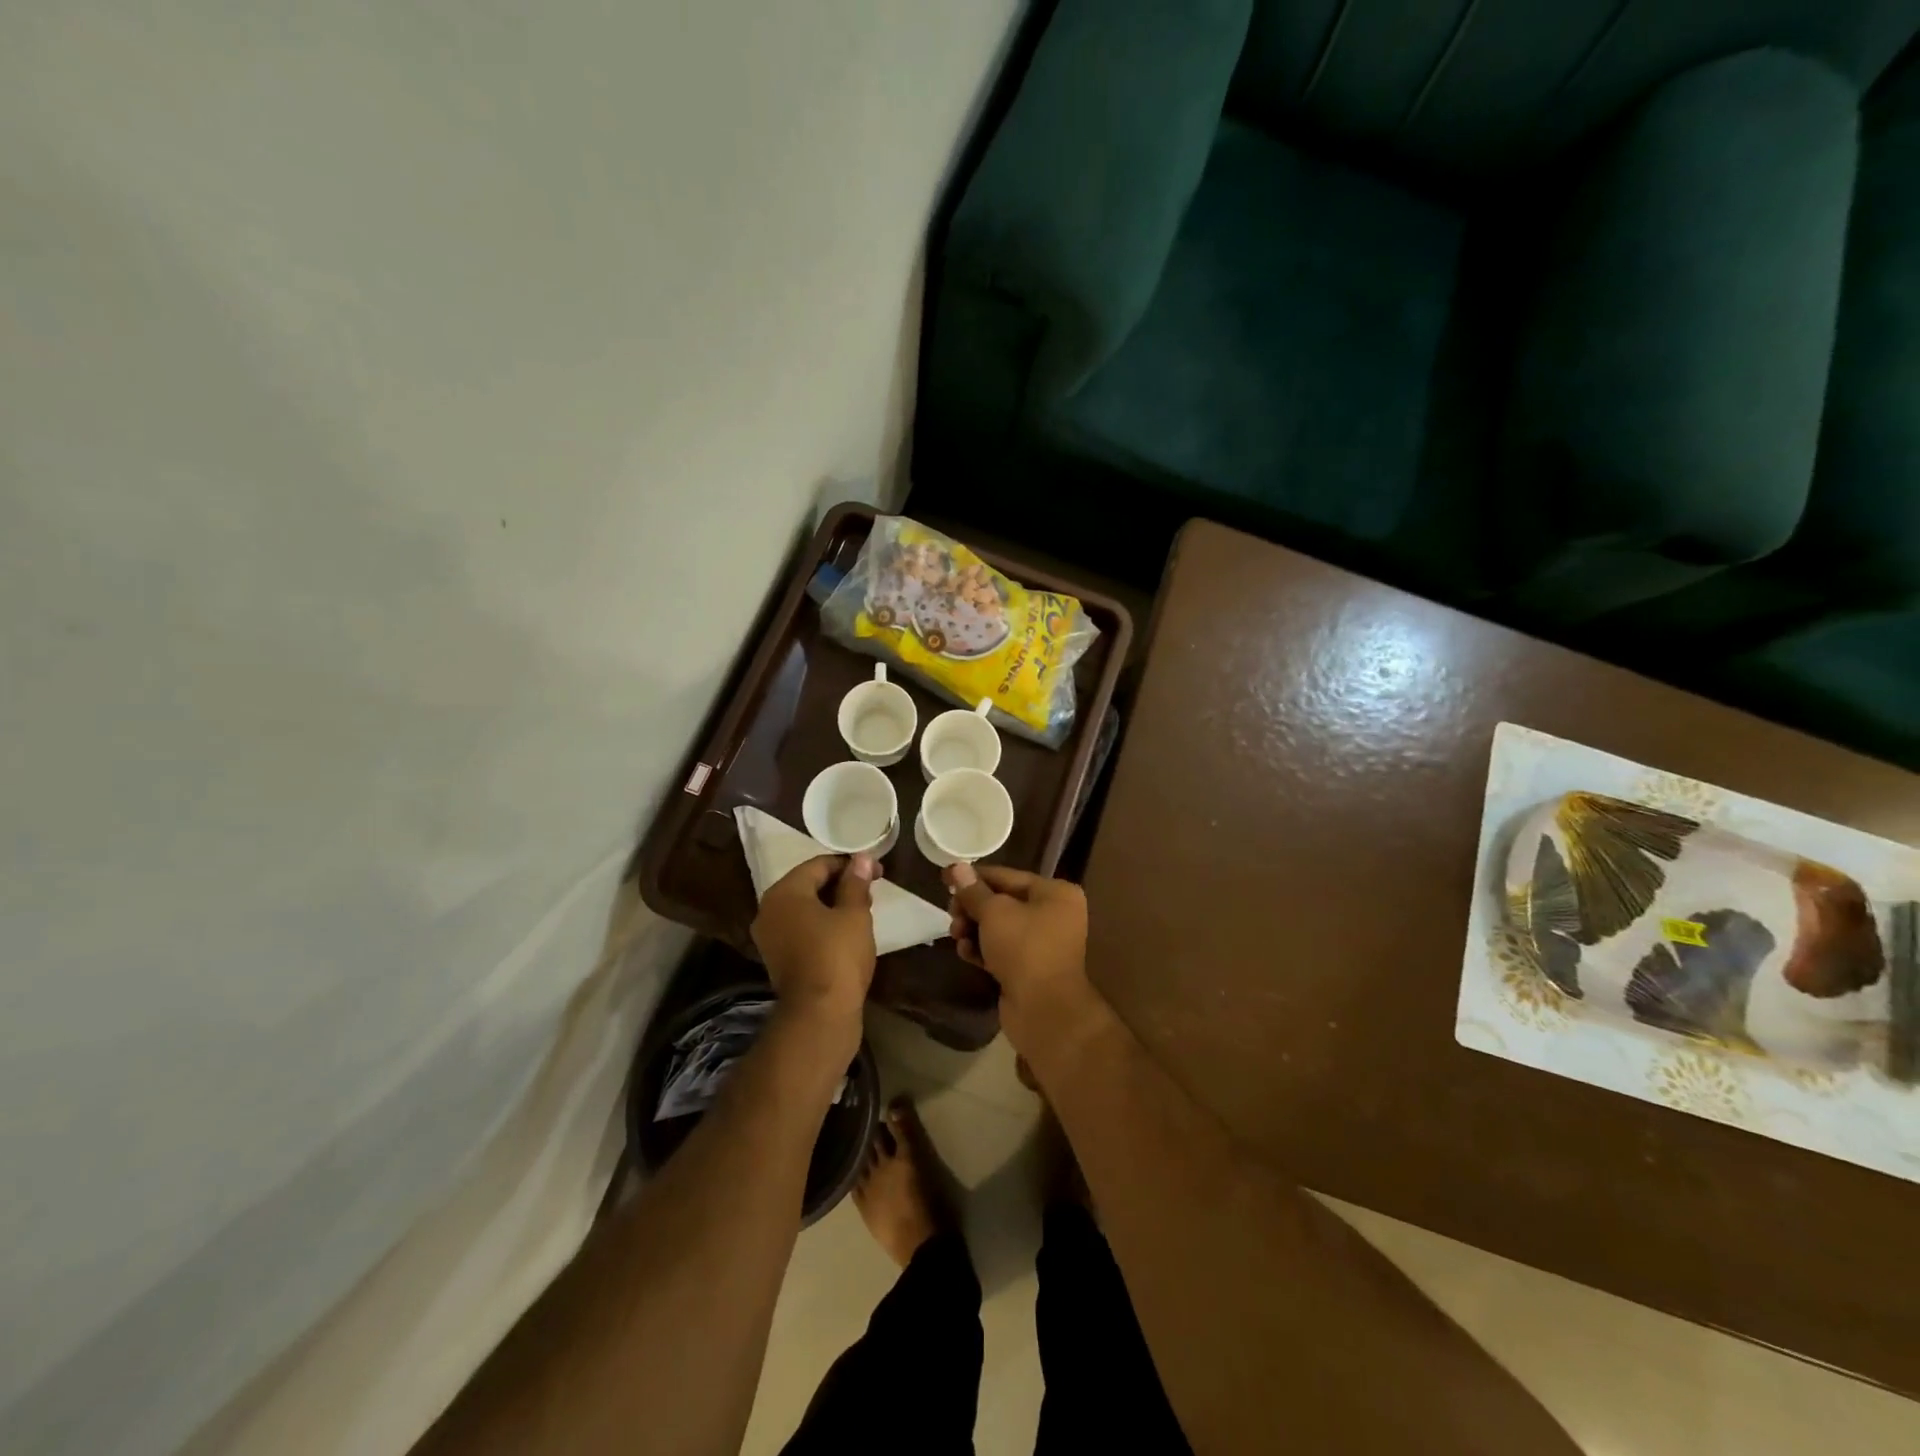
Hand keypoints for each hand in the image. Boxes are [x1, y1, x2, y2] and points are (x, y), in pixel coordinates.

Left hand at [752, 855, 878, 1030]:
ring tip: (863, 909)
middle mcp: (769, 910)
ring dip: (832, 904)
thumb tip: (861, 858)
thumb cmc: (838, 956)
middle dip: (840, 883)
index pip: (818, 865)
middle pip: (808, 884)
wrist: (819, 1015)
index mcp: (784, 892)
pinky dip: (821, 923)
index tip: (876, 871)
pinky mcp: (777, 958)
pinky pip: (800, 928)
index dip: (849, 864)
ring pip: (804, 908)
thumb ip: (856, 883)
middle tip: (871, 889)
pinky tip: (845, 931)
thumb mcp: (854, 914)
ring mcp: (769, 936)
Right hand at [945, 863, 1092, 1051]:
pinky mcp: (1030, 969)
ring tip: (956, 936)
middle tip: (952, 914)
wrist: (1044, 1010)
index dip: (975, 876)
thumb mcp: (994, 913)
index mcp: (1055, 893)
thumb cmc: (1024, 949)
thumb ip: (974, 890)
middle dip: (973, 908)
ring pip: (1000, 928)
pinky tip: (965, 953)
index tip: (945, 878)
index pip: (1008, 876)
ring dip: (974, 930)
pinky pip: (1002, 951)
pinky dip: (983, 950)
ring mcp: (1043, 944)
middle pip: (1003, 902)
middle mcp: (1054, 915)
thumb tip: (957, 867)